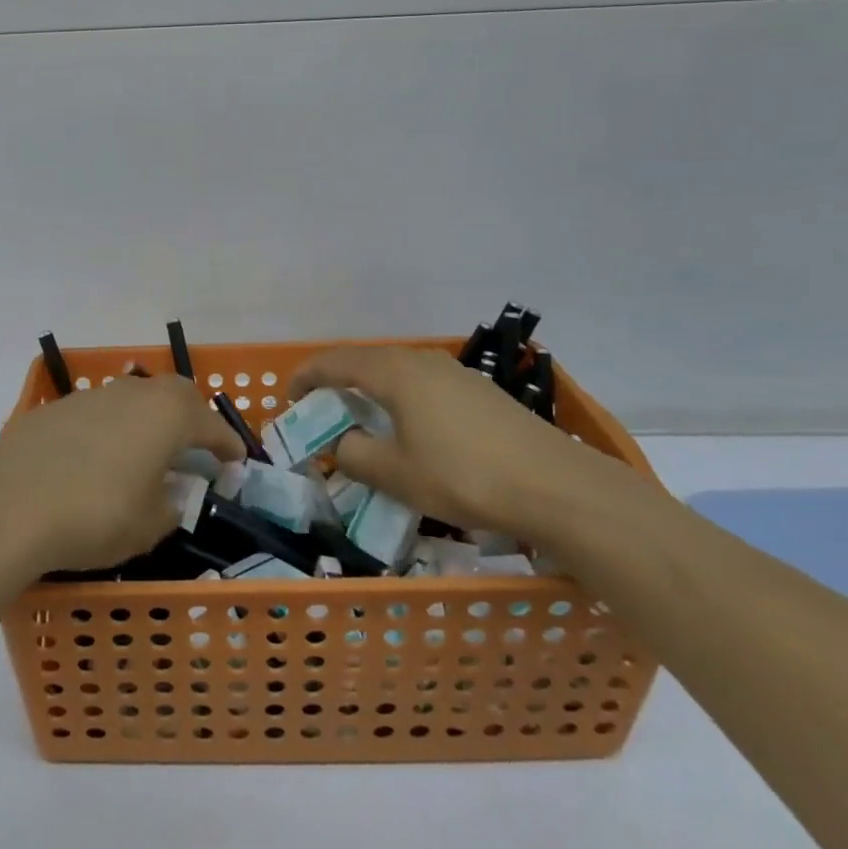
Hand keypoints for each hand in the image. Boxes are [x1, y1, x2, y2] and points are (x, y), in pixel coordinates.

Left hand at [0, 376, 242, 575]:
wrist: (9, 505)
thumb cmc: (95, 515)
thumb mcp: (149, 525)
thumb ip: (170, 505)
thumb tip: (170, 493)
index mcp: (166, 415)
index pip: (209, 423)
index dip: (227, 443)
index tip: (236, 459)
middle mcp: (132, 393)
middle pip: (173, 394)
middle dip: (190, 417)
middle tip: (195, 446)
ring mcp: (90, 396)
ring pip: (133, 398)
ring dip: (147, 420)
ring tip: (145, 453)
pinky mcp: (55, 409)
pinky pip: (97, 413)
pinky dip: (110, 430)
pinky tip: (97, 460)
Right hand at [289, 345, 622, 538]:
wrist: (557, 487)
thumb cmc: (465, 477)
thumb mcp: (397, 475)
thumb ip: (356, 455)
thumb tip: (343, 444)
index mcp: (395, 372)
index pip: (336, 362)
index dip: (307, 376)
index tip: (290, 398)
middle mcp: (422, 361)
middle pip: (367, 361)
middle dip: (338, 382)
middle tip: (322, 410)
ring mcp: (456, 373)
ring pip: (398, 371)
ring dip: (372, 389)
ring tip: (364, 418)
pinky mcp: (481, 392)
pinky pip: (425, 385)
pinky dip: (402, 398)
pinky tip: (414, 428)